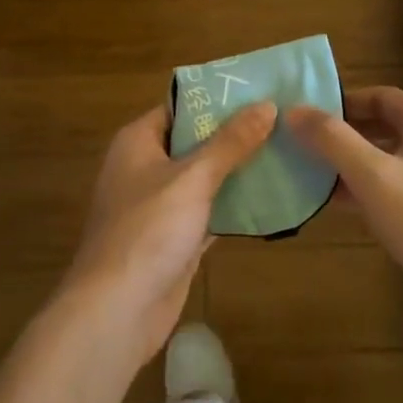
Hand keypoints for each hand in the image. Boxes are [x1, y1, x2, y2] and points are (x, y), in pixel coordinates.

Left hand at [58, 101, 275, 368]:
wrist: (116, 312)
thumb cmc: (148, 230)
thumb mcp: (193, 178)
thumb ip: (231, 142)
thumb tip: (267, 105)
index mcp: (138, 141)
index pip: (181, 106)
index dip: (218, 98)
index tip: (260, 90)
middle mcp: (146, 167)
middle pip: (195, 141)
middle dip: (235, 134)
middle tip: (282, 120)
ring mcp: (160, 205)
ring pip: (205, 177)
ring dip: (238, 169)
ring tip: (286, 150)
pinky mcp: (174, 238)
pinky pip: (209, 211)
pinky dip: (234, 205)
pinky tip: (272, 196)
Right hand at [288, 88, 402, 338]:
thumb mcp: (374, 178)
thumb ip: (333, 141)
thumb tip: (294, 109)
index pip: (378, 95)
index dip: (341, 102)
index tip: (306, 115)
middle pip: (384, 125)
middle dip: (345, 134)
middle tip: (305, 146)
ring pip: (392, 158)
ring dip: (356, 164)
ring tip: (316, 175)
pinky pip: (402, 186)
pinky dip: (373, 188)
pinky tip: (346, 206)